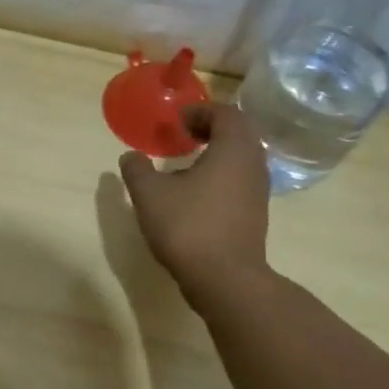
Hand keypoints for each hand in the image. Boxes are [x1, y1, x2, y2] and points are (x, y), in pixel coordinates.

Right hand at [117, 101, 271, 299]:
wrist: (223, 278)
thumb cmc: (187, 226)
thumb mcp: (149, 194)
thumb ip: (137, 170)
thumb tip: (130, 156)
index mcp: (232, 149)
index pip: (226, 114)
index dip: (201, 111)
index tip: (178, 119)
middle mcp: (252, 164)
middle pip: (240, 132)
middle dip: (213, 127)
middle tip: (186, 133)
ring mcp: (258, 190)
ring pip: (243, 157)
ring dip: (220, 150)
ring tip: (190, 160)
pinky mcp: (256, 213)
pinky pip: (242, 178)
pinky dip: (224, 172)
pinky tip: (199, 190)